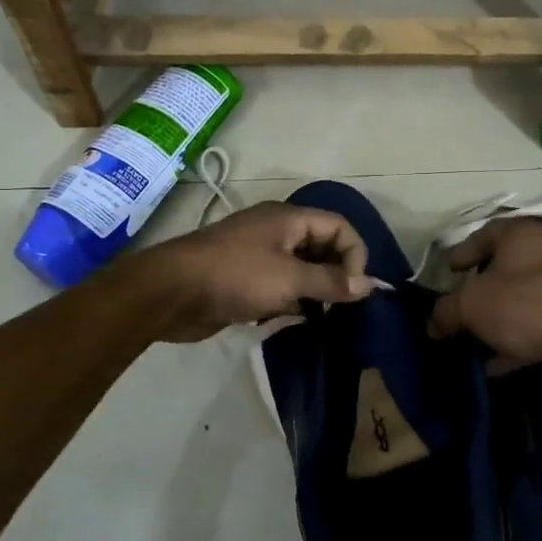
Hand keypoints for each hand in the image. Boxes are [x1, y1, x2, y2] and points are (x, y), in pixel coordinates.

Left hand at [130, 202, 375, 342]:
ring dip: (315, 290)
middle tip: (344, 306)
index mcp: (288, 219)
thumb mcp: (289, 278)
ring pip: (301, 269)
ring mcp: (258, 255)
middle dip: (336, 273)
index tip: (354, 289)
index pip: (339, 227)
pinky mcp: (245, 279)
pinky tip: (296, 321)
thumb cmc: (235, 276)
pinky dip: (292, 300)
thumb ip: (331, 281)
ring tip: (325, 317)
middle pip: (321, 246)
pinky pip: (280, 286)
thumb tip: (369, 284)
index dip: (354, 254)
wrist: (171, 292)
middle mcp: (276, 231)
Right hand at [427, 219, 541, 371]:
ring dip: (496, 319)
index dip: (460, 254)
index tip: (447, 274)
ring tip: (474, 341)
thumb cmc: (522, 303)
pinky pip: (536, 321)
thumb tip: (433, 323)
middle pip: (502, 268)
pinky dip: (516, 338)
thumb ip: (445, 311)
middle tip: (459, 309)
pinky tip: (496, 363)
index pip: (482, 235)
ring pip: (520, 297)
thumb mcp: (470, 305)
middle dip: (478, 292)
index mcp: (519, 233)